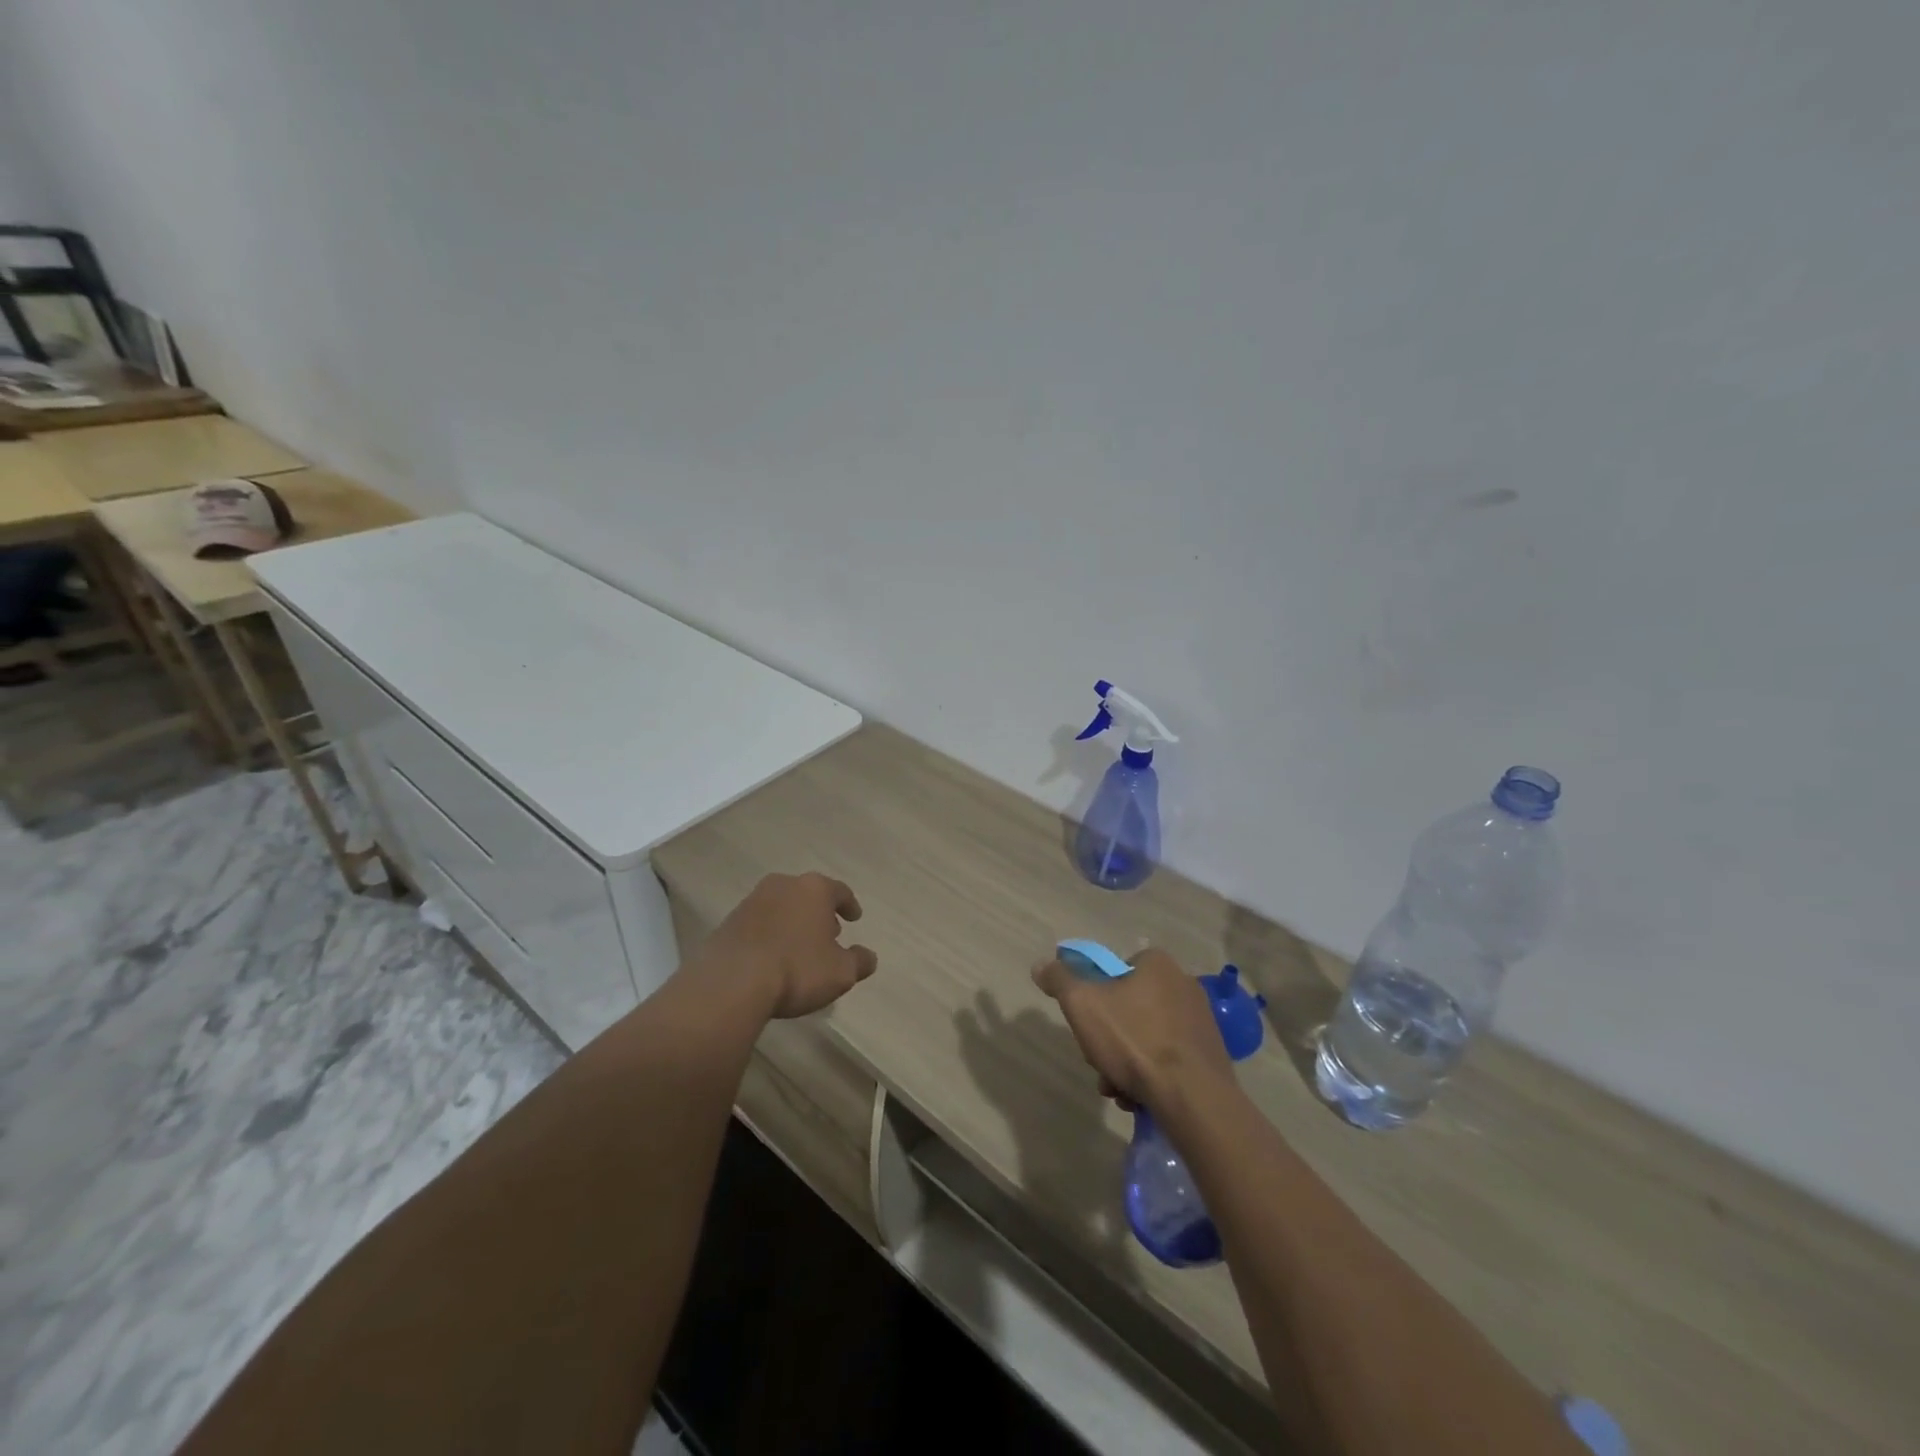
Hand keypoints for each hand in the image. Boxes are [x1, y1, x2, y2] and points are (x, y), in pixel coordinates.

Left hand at [705, 872, 877, 1019]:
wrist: (732, 982)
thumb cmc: (797, 969)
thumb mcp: (841, 972)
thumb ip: (859, 962)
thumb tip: (868, 957)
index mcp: (814, 889)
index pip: (839, 891)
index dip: (849, 905)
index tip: (854, 917)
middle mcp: (783, 885)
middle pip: (808, 895)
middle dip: (819, 913)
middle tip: (829, 933)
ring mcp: (752, 901)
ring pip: (782, 906)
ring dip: (793, 922)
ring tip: (800, 947)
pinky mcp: (729, 921)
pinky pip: (759, 924)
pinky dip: (770, 934)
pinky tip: (773, 957)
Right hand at [1032, 948, 1233, 1110]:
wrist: (1193, 1098)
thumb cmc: (1134, 1040)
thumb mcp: (1082, 1004)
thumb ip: (1059, 980)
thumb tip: (1041, 965)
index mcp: (1157, 964)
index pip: (1114, 971)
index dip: (1093, 998)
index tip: (1086, 1025)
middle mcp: (1183, 984)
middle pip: (1127, 1007)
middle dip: (1107, 1038)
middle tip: (1097, 1061)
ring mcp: (1200, 1021)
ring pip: (1145, 1037)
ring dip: (1124, 1062)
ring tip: (1117, 1089)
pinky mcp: (1209, 1055)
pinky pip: (1167, 1058)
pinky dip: (1149, 1075)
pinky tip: (1138, 1097)